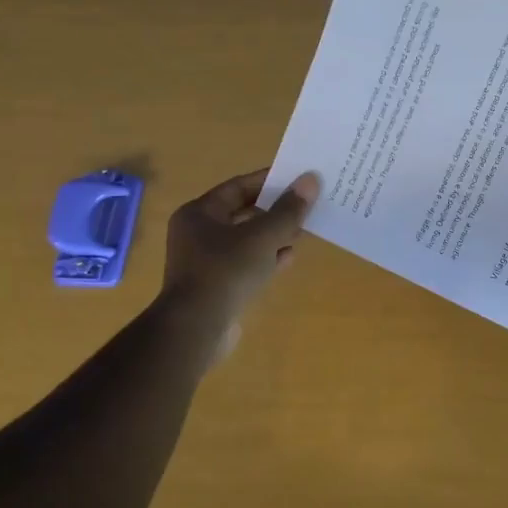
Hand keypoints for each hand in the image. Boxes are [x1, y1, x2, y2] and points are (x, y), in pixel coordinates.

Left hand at [162, 169, 318, 321]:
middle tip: (306, 205)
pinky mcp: (217, 285)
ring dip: (274, 235)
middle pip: (243, 213)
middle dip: (275, 210)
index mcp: (200, 213)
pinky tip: (289, 258)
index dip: (269, 181)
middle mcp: (198, 233)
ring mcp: (206, 261)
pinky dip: (267, 258)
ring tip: (303, 231)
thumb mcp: (263, 236)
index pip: (239, 187)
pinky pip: (246, 263)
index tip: (298, 178)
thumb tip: (311, 180)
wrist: (196, 329)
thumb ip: (288, 209)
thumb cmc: (225, 271)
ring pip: (247, 240)